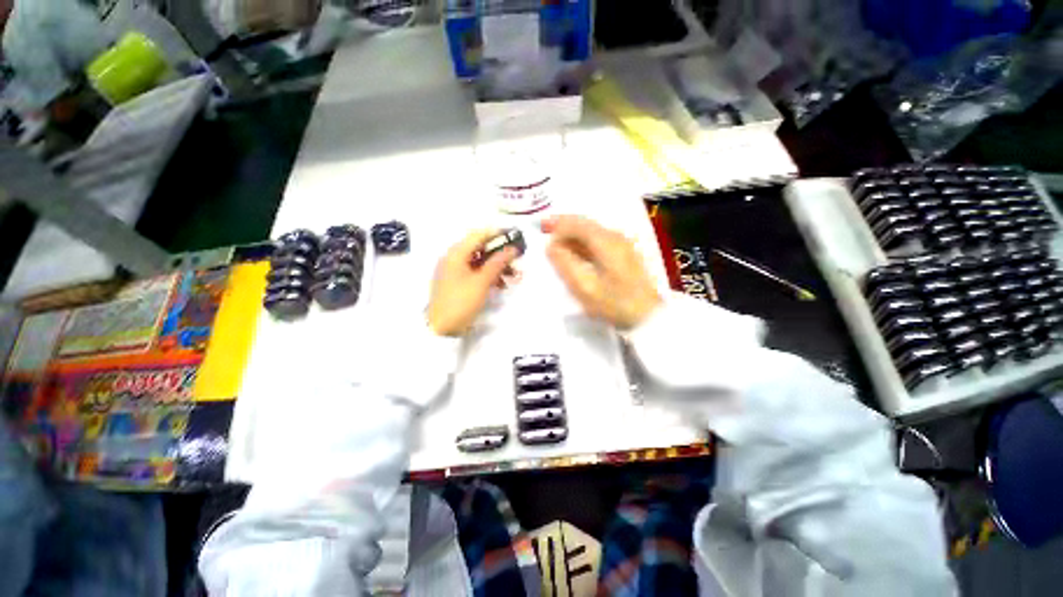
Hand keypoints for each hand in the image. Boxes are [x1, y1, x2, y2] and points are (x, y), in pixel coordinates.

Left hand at [427, 229, 518, 336]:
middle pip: (480, 248)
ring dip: (496, 266)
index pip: (478, 235)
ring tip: (513, 276)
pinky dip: (488, 276)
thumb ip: (497, 263)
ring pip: (479, 262)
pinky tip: (500, 285)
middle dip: (500, 254)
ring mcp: (454, 271)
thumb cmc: (461, 302)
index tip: (514, 236)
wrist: (441, 329)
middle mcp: (453, 258)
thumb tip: (512, 249)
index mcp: (456, 254)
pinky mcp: (456, 282)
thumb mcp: (481, 282)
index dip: (497, 234)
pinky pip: (475, 273)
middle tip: (517, 260)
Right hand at [542, 215, 661, 329]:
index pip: (577, 223)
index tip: (541, 230)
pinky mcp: (625, 254)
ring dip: (573, 235)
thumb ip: (565, 264)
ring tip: (557, 243)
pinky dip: (583, 243)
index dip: (557, 224)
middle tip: (544, 229)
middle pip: (585, 224)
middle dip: (564, 226)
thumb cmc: (615, 304)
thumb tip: (551, 246)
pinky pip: (599, 241)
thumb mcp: (585, 287)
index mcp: (606, 242)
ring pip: (592, 232)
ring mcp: (623, 244)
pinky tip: (575, 252)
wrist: (648, 317)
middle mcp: (615, 236)